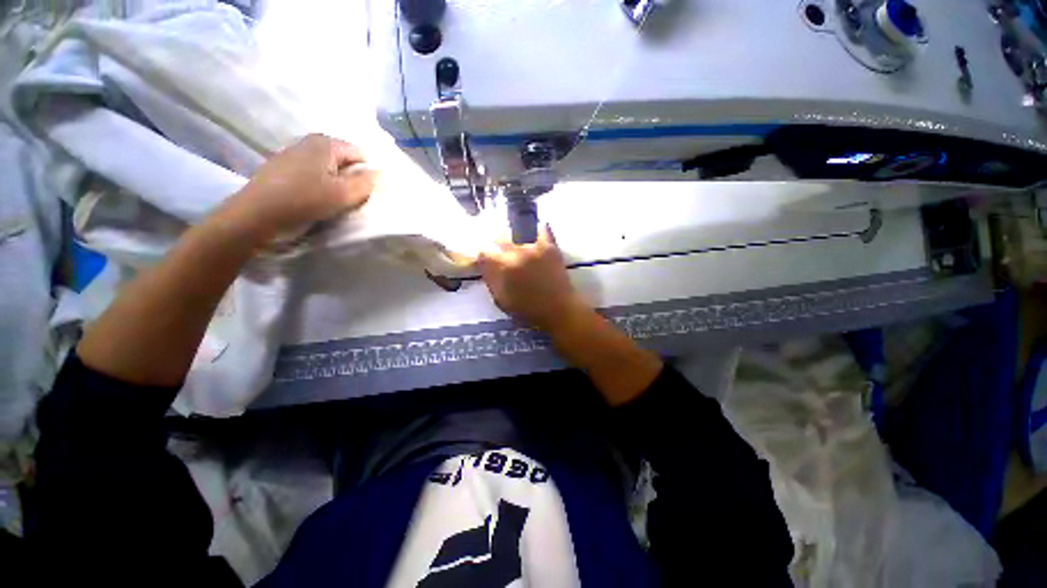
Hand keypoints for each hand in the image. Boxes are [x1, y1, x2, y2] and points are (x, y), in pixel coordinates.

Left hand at [227, 134, 376, 238]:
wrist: (257, 213)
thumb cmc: (305, 199)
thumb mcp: (344, 194)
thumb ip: (367, 182)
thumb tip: (380, 173)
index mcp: (326, 143)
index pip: (360, 154)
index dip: (368, 173)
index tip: (368, 192)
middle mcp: (309, 142)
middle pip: (344, 160)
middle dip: (352, 178)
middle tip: (353, 198)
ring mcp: (293, 153)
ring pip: (328, 167)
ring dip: (336, 182)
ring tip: (335, 200)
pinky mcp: (283, 167)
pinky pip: (312, 173)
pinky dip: (320, 184)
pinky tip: (316, 199)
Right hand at [477, 224, 586, 331]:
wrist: (558, 309)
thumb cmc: (528, 309)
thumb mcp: (501, 300)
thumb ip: (490, 279)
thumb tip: (485, 265)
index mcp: (503, 266)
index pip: (484, 251)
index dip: (484, 257)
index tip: (488, 262)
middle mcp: (517, 251)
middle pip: (499, 237)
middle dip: (497, 246)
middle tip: (502, 256)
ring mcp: (535, 246)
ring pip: (517, 230)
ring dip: (514, 238)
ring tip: (518, 249)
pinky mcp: (550, 245)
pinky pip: (541, 228)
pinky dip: (536, 231)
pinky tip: (534, 239)